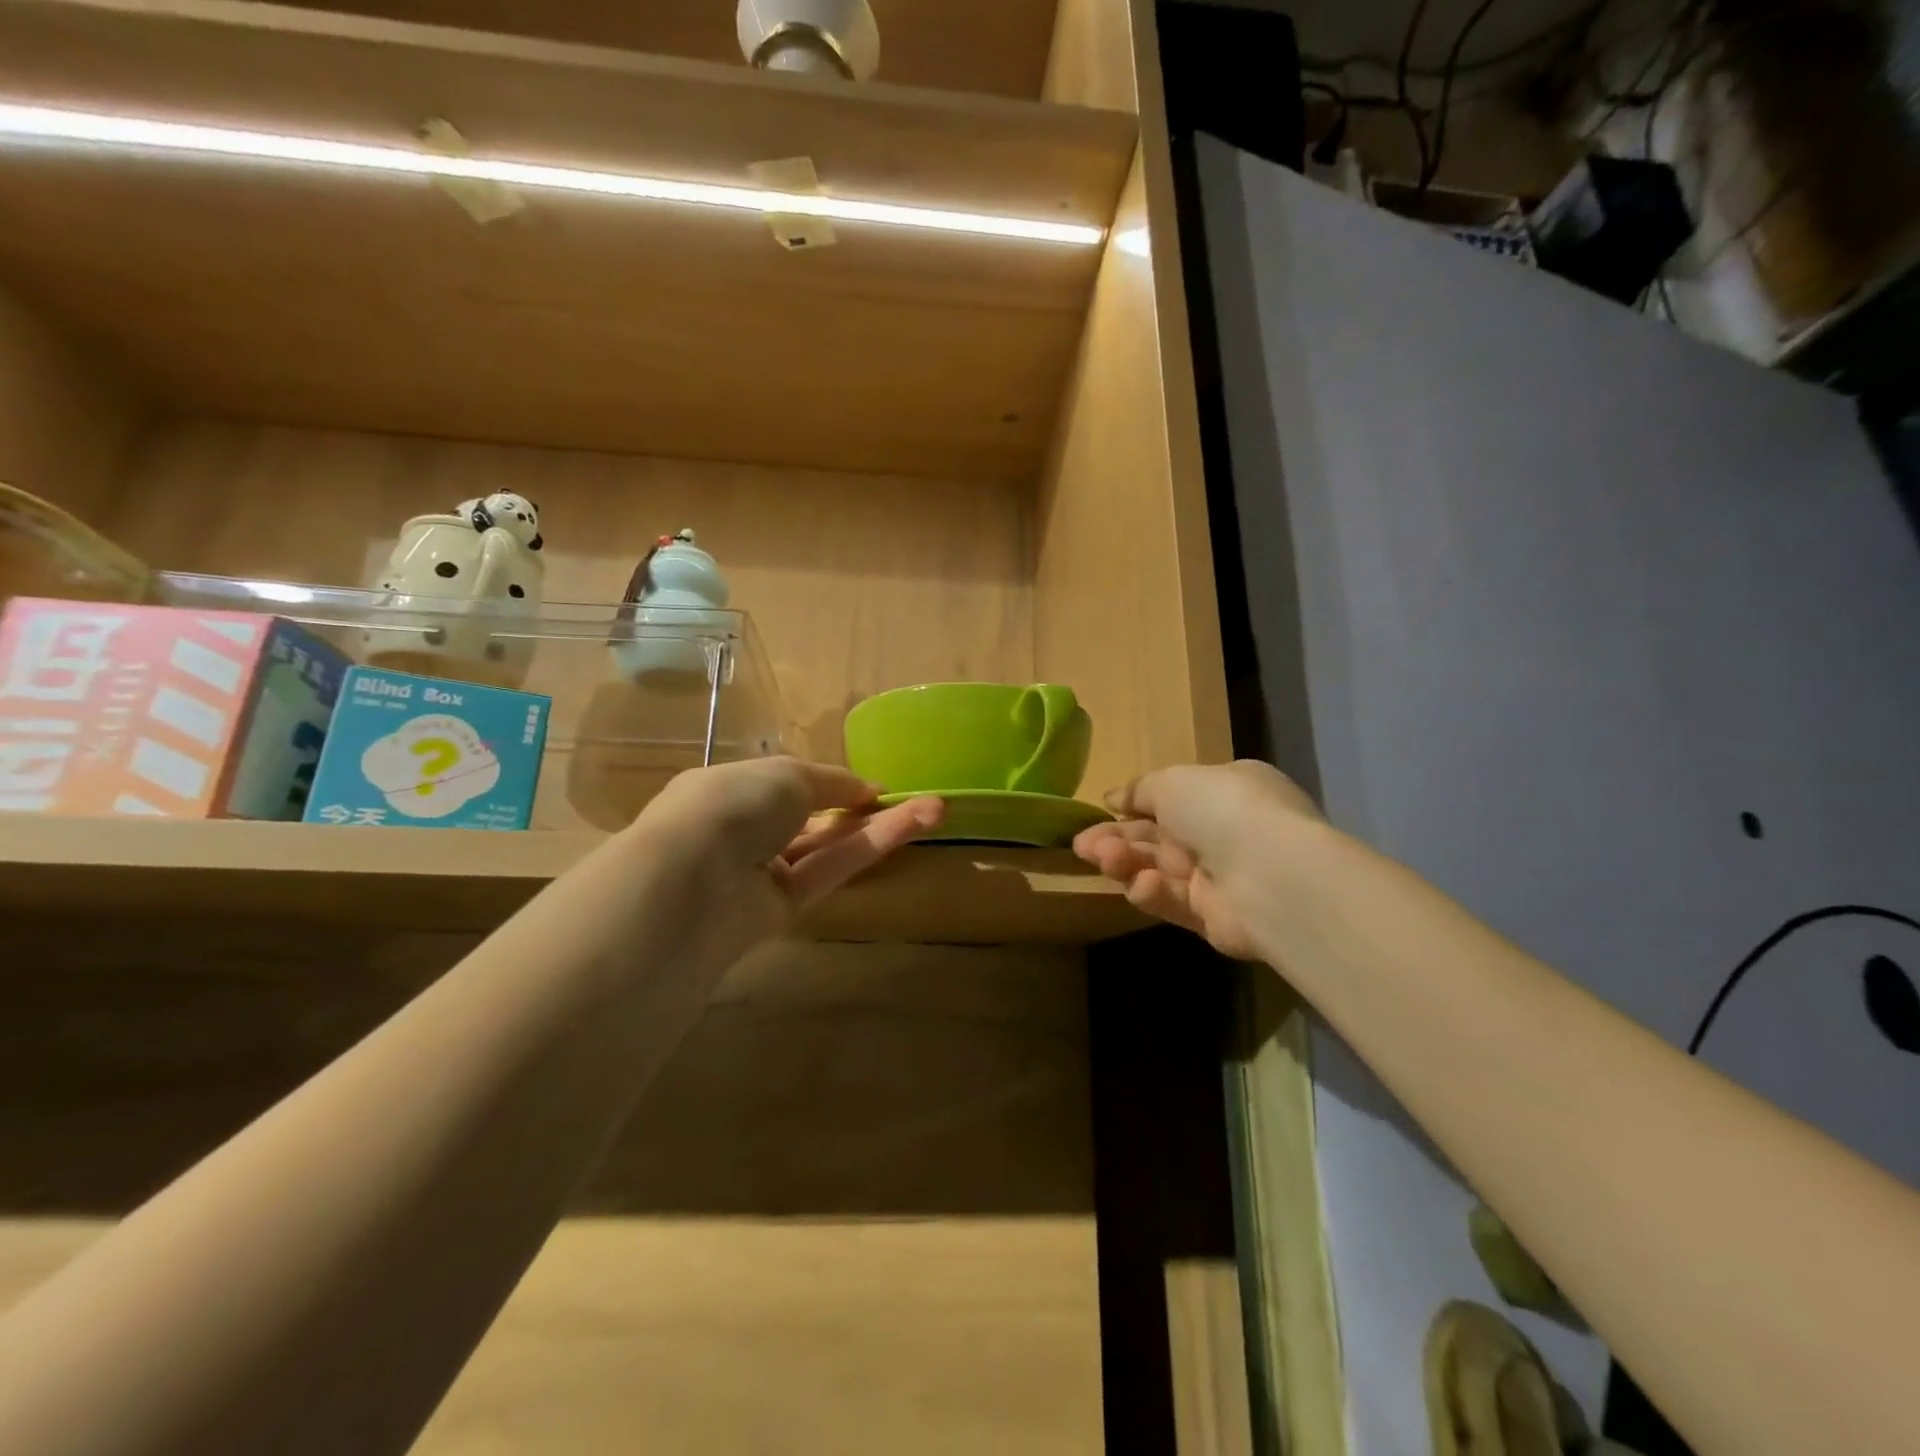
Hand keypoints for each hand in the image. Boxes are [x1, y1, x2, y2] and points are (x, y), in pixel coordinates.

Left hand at [632, 757, 944, 947]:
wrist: (692, 880)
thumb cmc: (733, 805)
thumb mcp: (787, 774)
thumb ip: (831, 782)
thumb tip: (866, 790)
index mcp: (732, 787)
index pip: (789, 784)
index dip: (834, 784)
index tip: (876, 787)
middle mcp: (746, 829)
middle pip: (816, 818)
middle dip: (865, 807)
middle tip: (919, 799)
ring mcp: (763, 871)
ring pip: (830, 846)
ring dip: (881, 827)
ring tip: (936, 809)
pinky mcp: (782, 908)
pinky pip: (830, 871)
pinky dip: (869, 849)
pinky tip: (909, 828)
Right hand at [1073, 760, 1322, 958]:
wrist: (1272, 875)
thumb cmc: (1222, 810)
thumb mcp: (1173, 781)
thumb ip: (1141, 790)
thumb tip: (1115, 798)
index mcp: (1222, 792)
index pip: (1169, 800)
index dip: (1132, 806)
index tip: (1101, 810)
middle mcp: (1221, 833)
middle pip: (1155, 838)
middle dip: (1116, 839)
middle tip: (1082, 845)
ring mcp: (1218, 878)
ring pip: (1156, 870)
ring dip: (1124, 863)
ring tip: (1099, 859)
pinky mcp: (1212, 918)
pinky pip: (1172, 902)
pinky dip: (1152, 893)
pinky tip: (1142, 885)